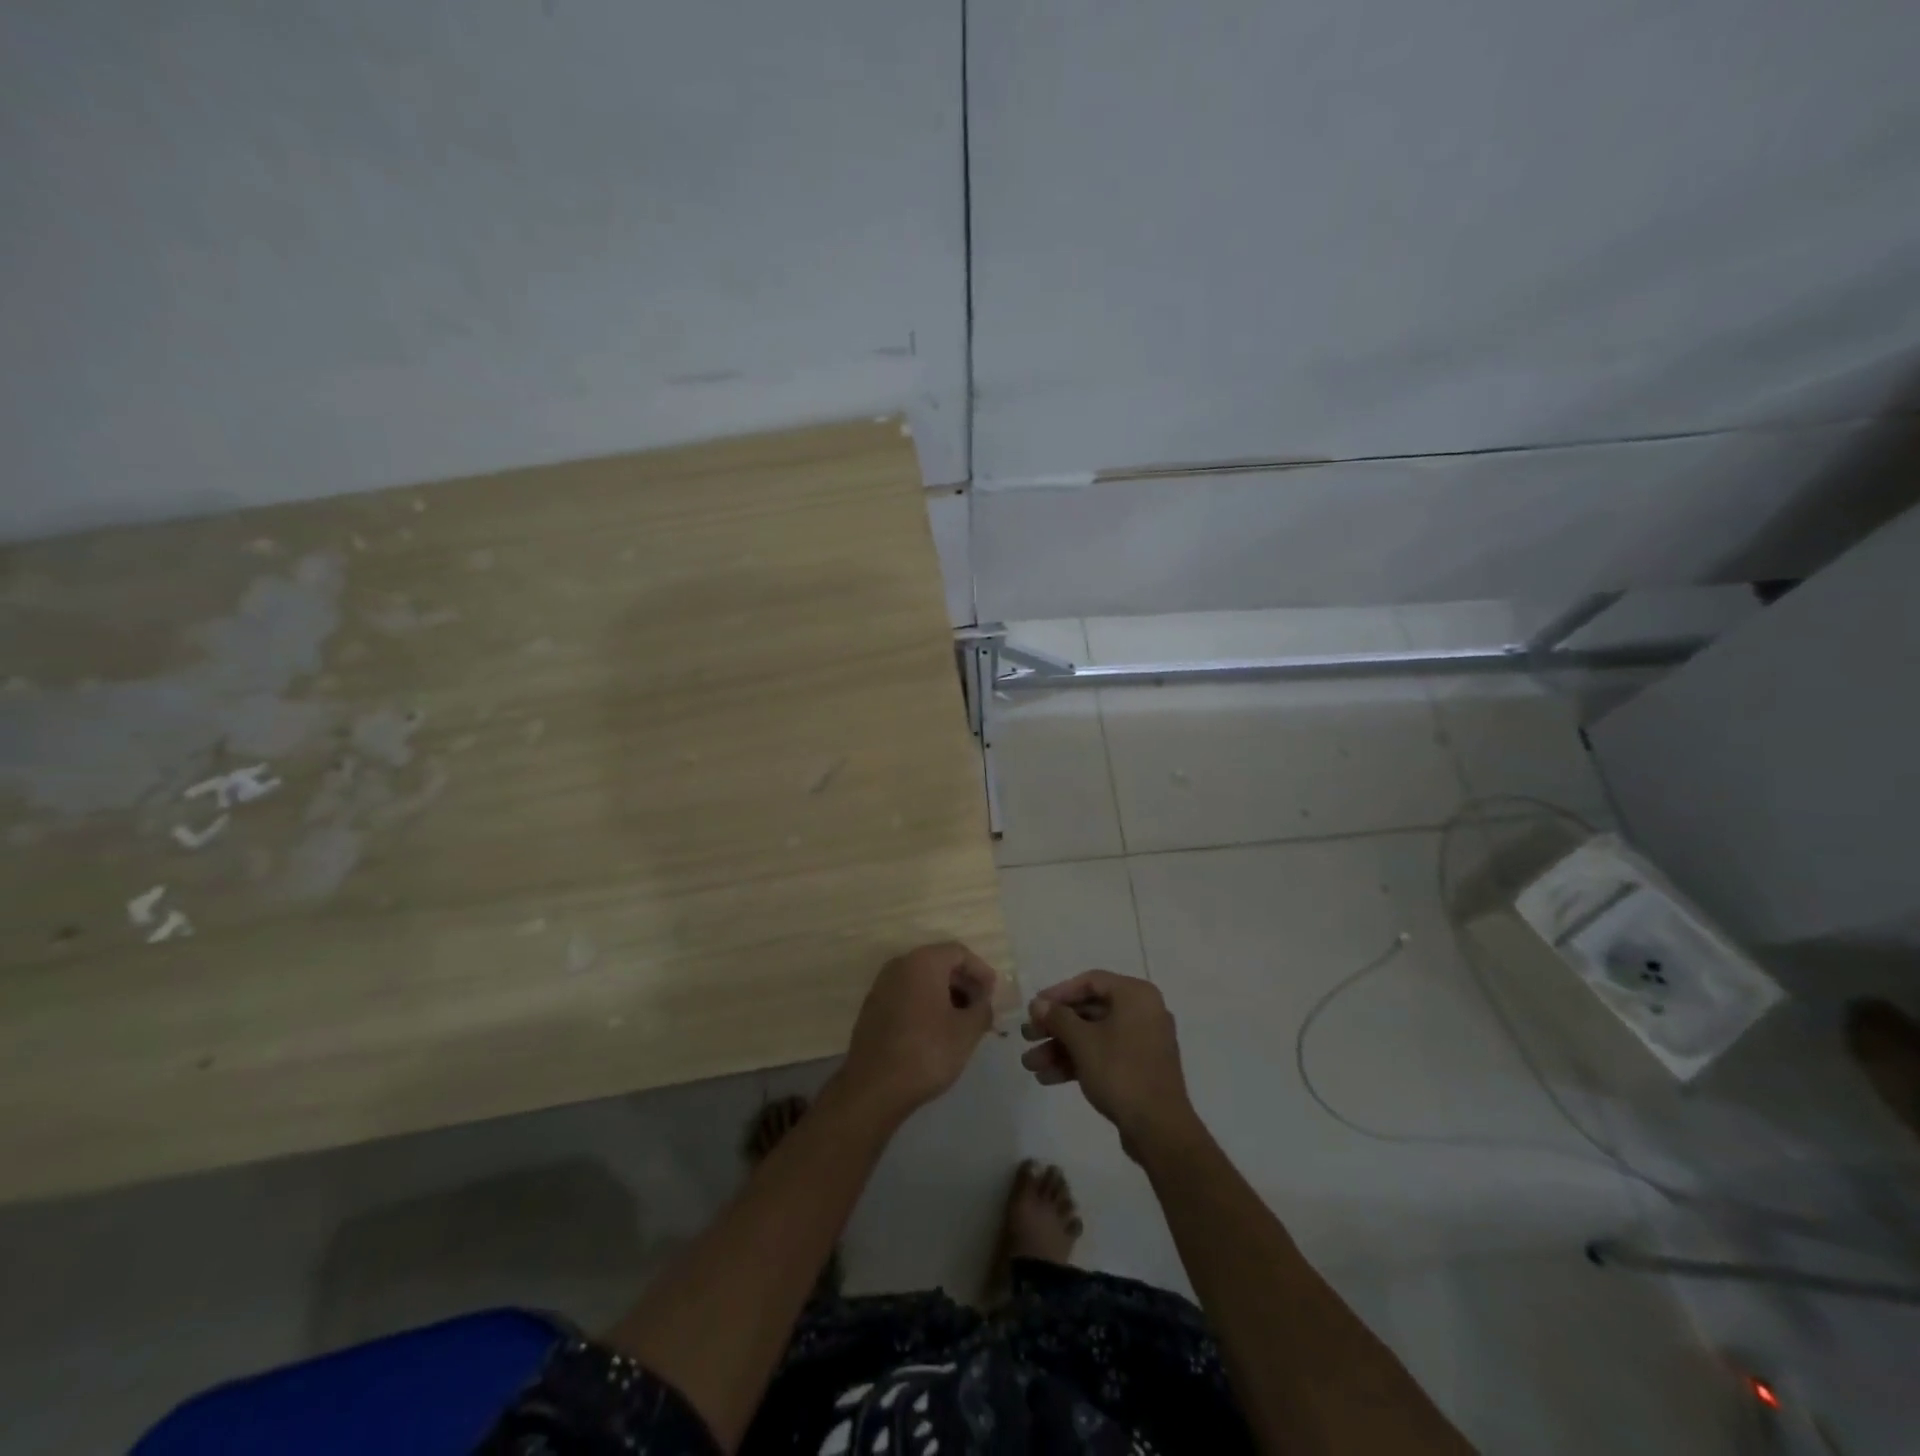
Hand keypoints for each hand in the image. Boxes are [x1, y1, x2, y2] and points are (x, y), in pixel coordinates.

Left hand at [837, 942, 999, 1122]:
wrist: (874, 1087)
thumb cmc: (927, 1052)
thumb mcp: (967, 1031)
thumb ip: (982, 1008)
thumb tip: (983, 1001)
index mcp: (923, 962)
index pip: (959, 953)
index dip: (980, 971)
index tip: (993, 995)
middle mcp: (899, 965)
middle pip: (939, 963)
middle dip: (964, 983)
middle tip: (980, 1009)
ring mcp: (882, 986)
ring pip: (922, 980)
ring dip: (945, 995)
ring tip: (962, 1023)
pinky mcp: (873, 1007)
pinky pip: (906, 995)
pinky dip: (925, 1004)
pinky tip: (936, 1031)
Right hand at [1020, 971, 1201, 1160]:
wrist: (1160, 1130)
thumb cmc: (1120, 1072)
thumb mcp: (1083, 1042)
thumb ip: (1058, 1018)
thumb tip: (1038, 1003)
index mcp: (1135, 995)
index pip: (1090, 982)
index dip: (1058, 993)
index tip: (1034, 1007)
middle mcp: (1142, 1012)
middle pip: (1089, 1011)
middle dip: (1054, 1026)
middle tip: (1027, 1036)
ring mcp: (1142, 1042)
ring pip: (1093, 1036)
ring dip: (1060, 1048)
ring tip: (1030, 1064)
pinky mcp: (1138, 1068)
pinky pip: (1103, 1055)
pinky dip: (1077, 1062)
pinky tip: (1047, 1078)